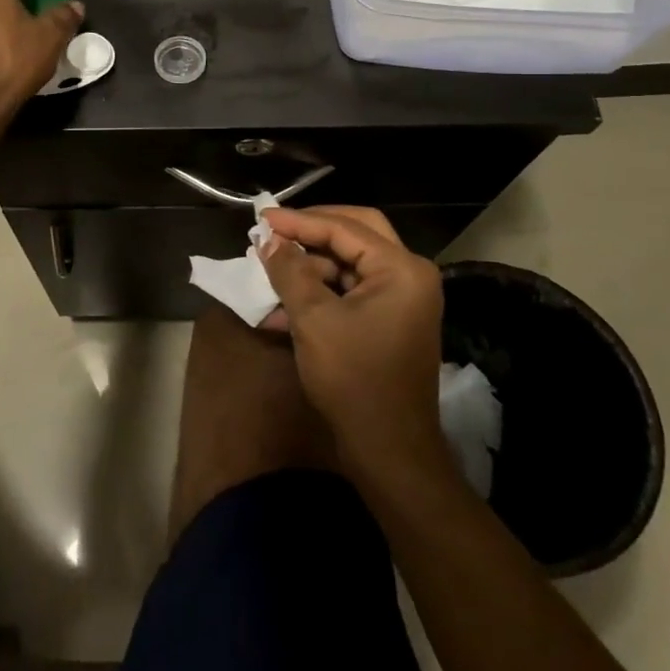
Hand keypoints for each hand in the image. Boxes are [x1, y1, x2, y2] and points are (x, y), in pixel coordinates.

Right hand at [259, 206, 446, 467]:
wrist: (389, 451)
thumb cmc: (354, 379)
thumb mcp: (313, 319)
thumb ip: (289, 271)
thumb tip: (268, 240)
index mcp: (401, 269)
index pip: (344, 227)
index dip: (299, 221)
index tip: (260, 219)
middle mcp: (409, 276)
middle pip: (354, 233)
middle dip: (310, 231)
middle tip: (274, 230)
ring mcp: (401, 300)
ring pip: (349, 263)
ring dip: (310, 266)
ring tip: (269, 268)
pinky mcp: (388, 321)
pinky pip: (350, 291)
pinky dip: (318, 292)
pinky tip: (280, 306)